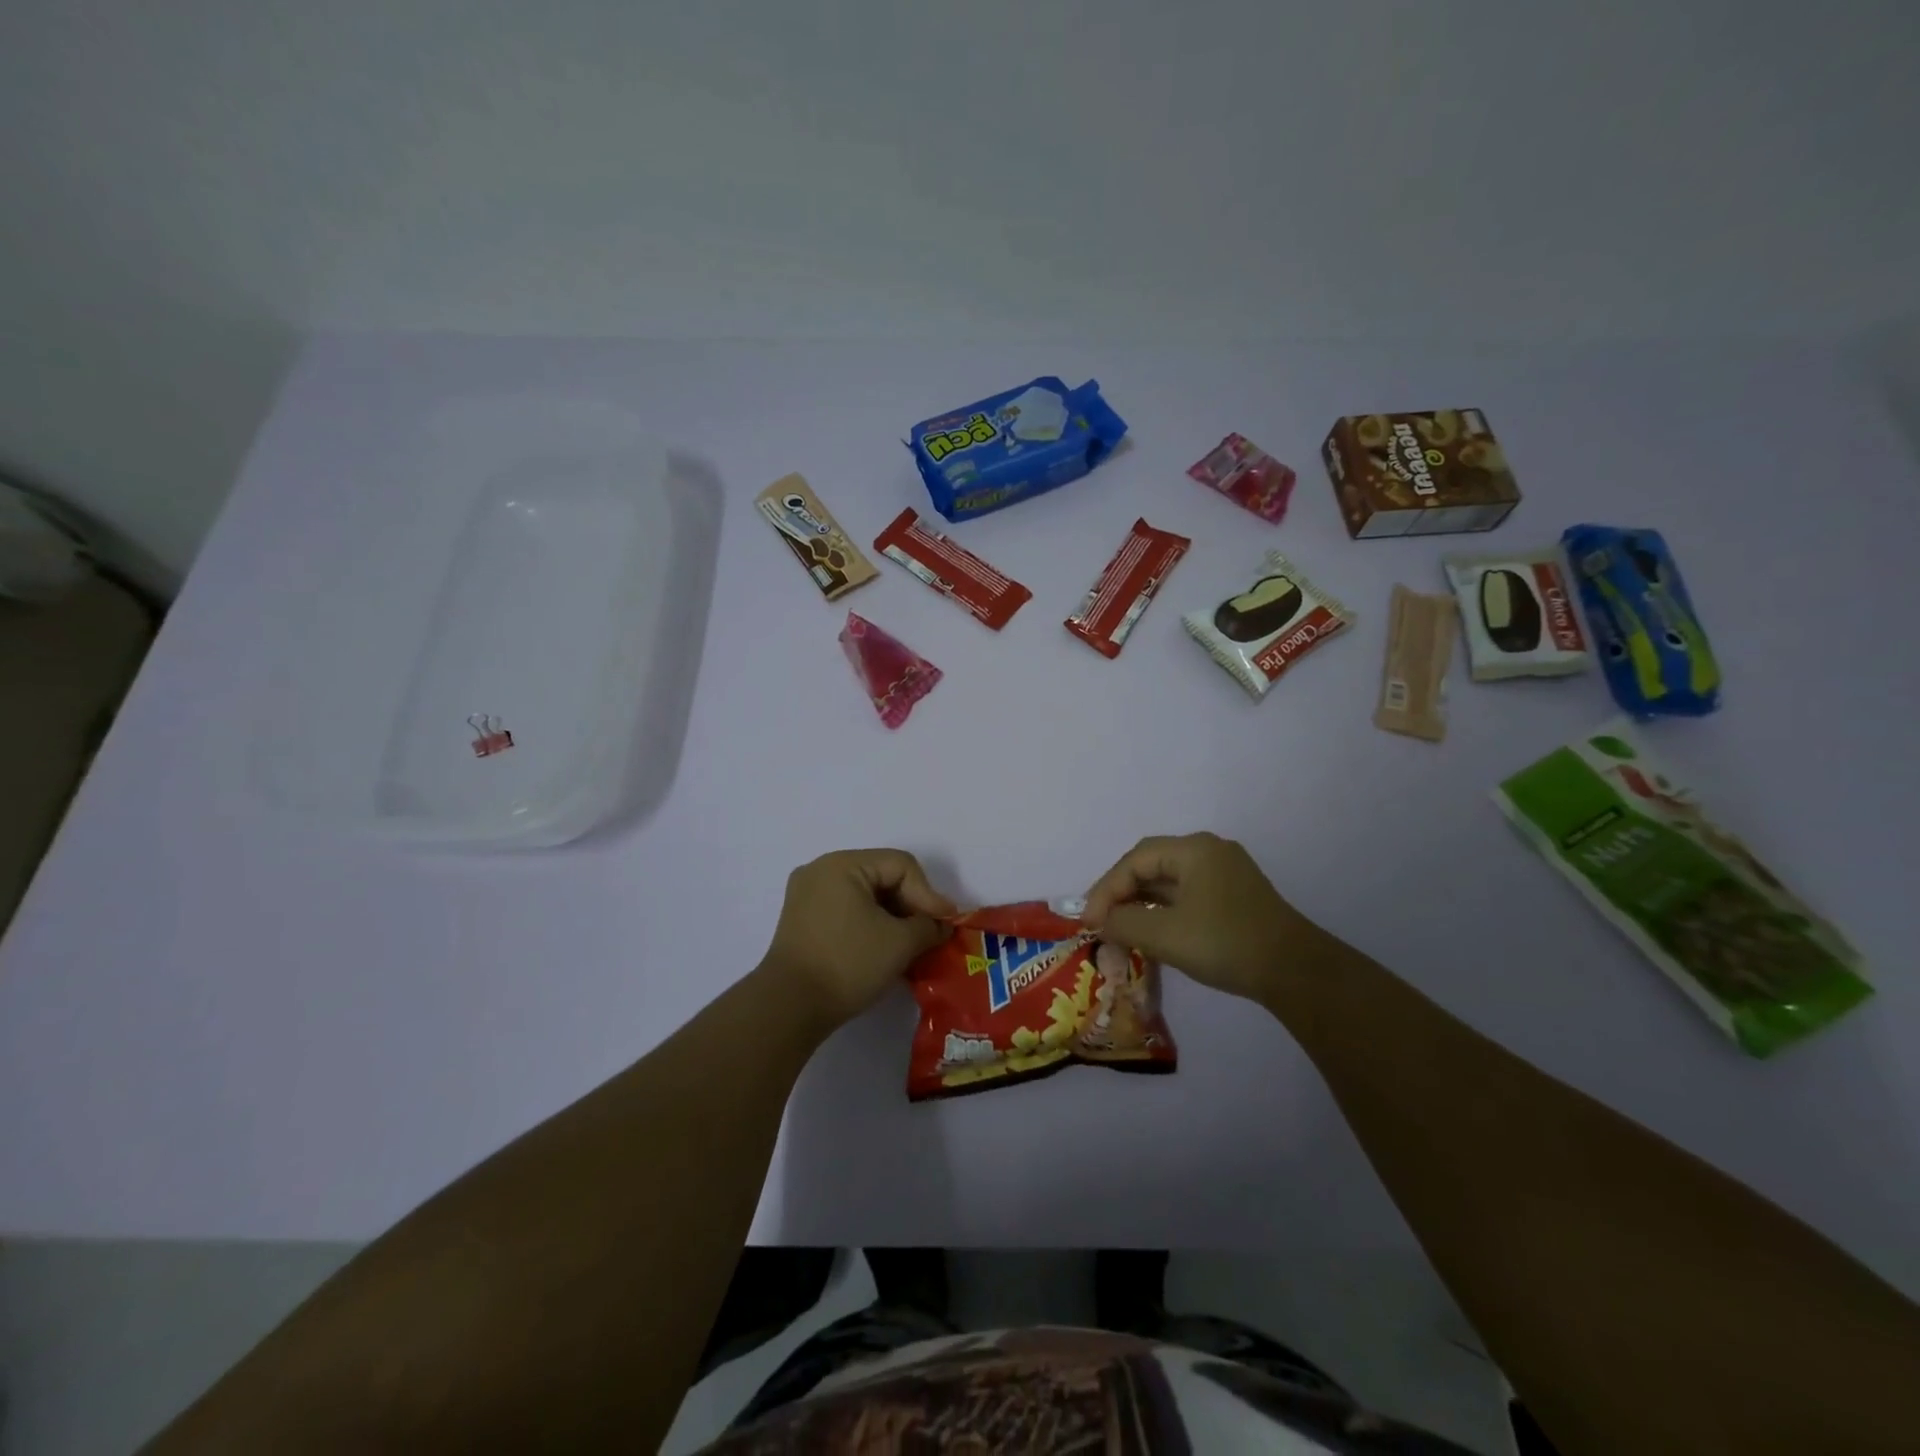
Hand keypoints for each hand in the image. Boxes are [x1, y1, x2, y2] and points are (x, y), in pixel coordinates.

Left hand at [761, 849, 954, 1029]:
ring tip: (912, 944)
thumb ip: (928, 926)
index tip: (945, 925)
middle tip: (930, 934)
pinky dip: (870, 924)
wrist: (788, 1008)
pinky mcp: (802, 920)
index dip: (928, 894)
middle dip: (910, 905)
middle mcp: (821, 870)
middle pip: (882, 876)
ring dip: (892, 917)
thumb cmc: (847, 964)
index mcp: (842, 864)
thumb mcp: (899, 943)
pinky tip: (885, 948)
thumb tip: (940, 925)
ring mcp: (807, 895)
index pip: (901, 866)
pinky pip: (847, 910)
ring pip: (865, 895)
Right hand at [1082, 833, 1315, 1003]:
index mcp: (1194, 850)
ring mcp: (1225, 873)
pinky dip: (1162, 910)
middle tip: (1099, 920)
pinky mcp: (1234, 896)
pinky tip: (1150, 930)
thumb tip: (1100, 922)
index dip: (1106, 889)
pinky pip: (1186, 894)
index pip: (1135, 860)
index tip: (1088, 920)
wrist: (1296, 972)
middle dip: (1121, 893)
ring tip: (1118, 927)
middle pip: (1151, 864)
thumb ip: (1124, 923)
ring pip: (1169, 880)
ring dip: (1140, 902)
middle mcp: (1209, 852)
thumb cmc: (1225, 943)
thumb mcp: (1165, 935)